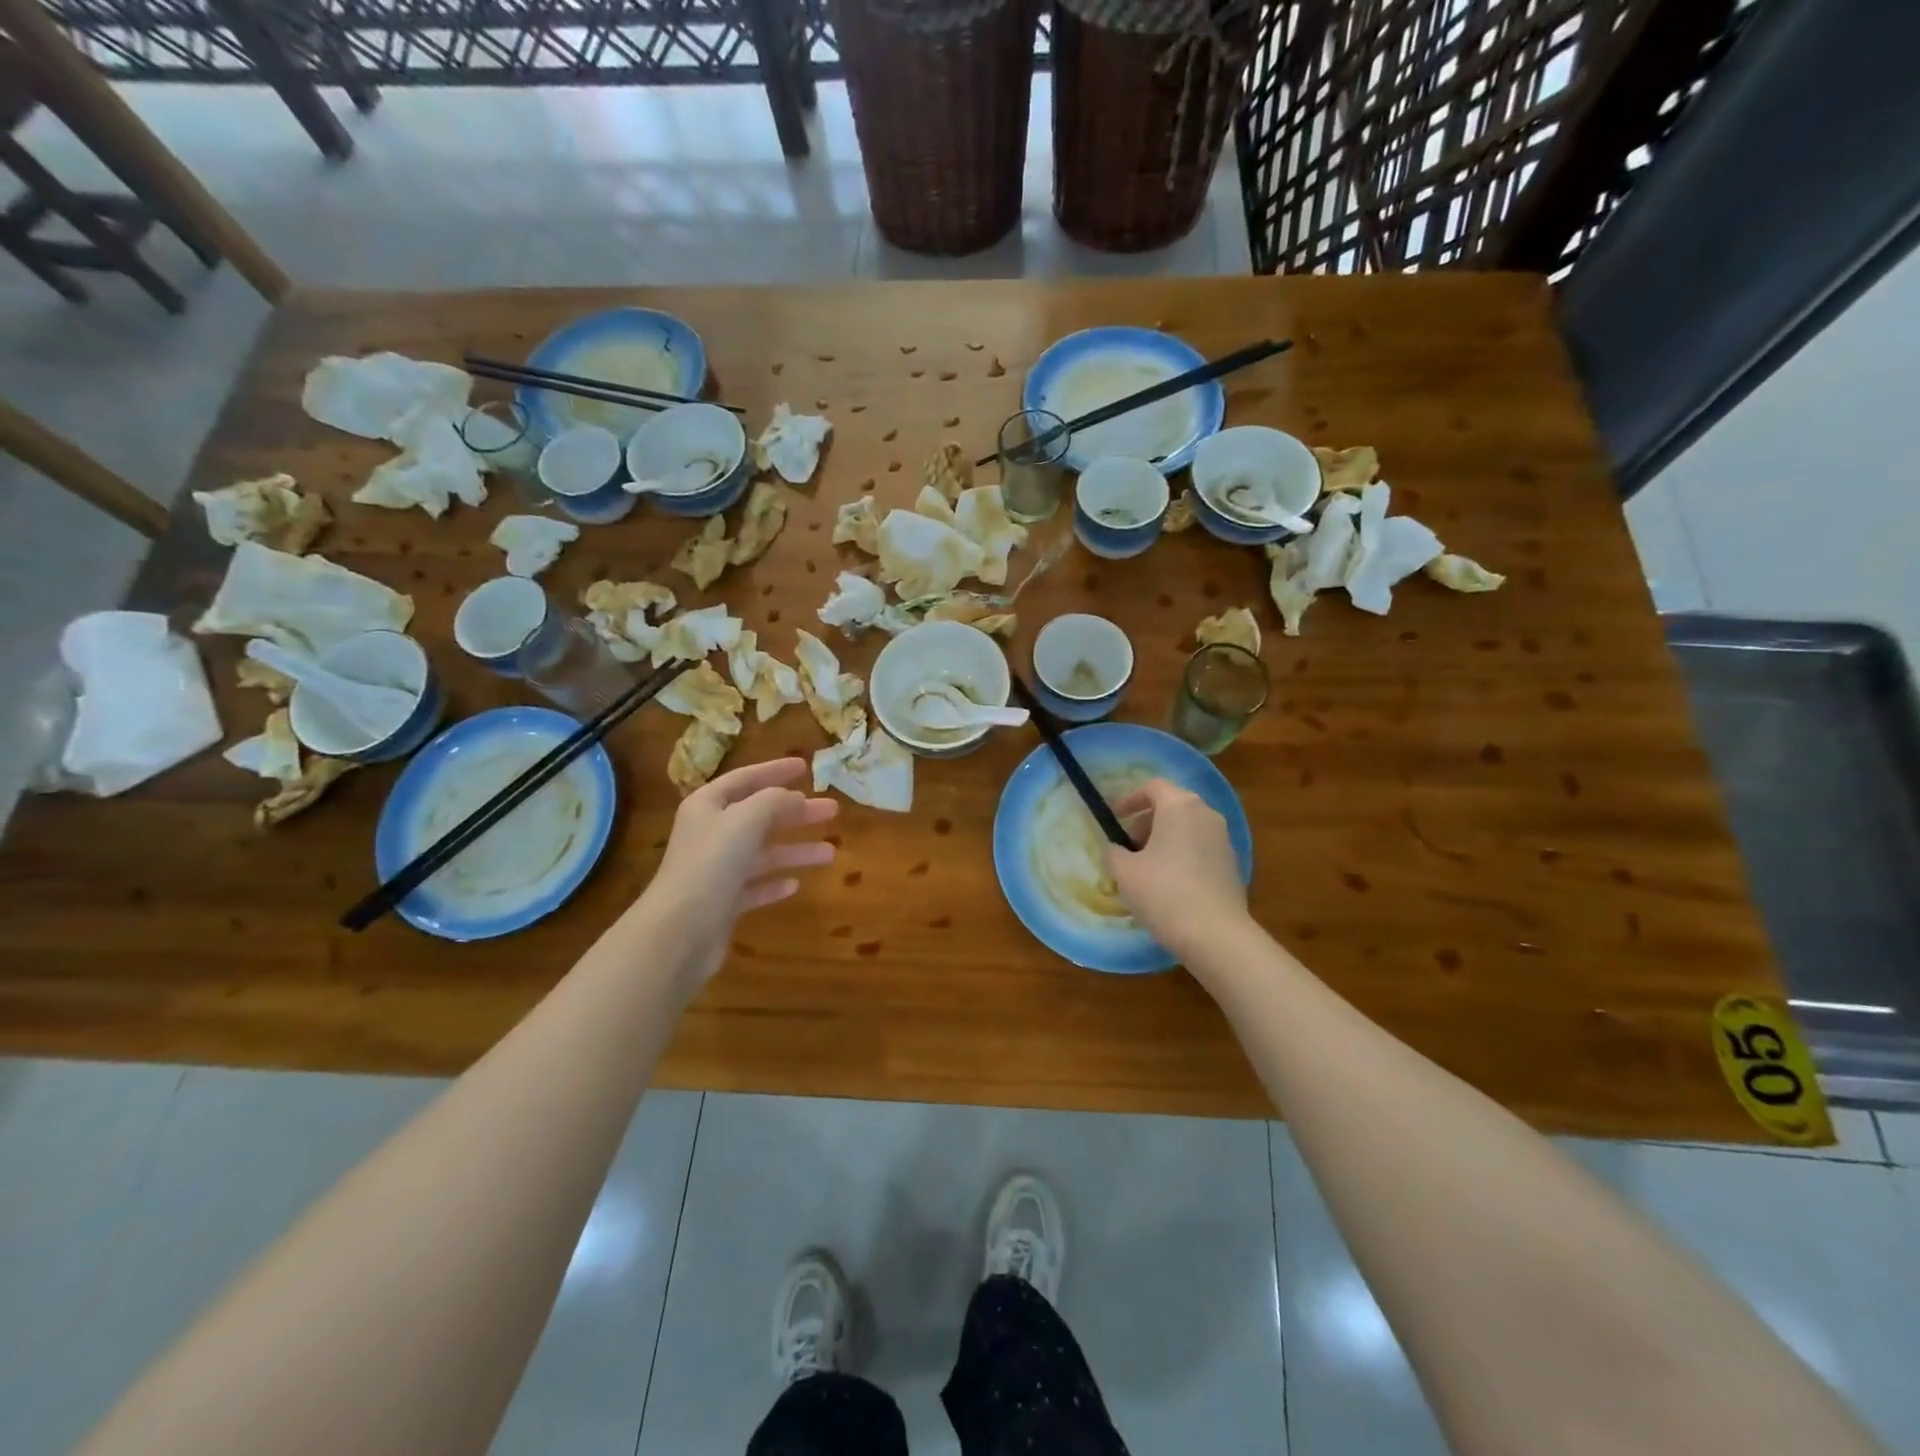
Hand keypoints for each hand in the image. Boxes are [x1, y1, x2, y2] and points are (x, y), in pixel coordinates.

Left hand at [644, 757, 836, 987]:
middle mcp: (710, 834)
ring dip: (795, 851)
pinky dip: (775, 883)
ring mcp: (716, 871)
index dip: (775, 770)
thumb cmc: (712, 863)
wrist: (680, 931)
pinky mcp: (722, 903)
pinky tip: (796, 884)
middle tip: (832, 810)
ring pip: (763, 854)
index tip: (805, 767)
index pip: (745, 779)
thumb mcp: (747, 819)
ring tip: (831, 853)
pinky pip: (755, 887)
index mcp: (708, 806)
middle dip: (796, 813)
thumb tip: (796, 798)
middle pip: (759, 816)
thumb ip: (775, 801)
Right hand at [1104, 779, 1248, 960]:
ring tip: (1145, 869)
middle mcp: (1206, 814)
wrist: (1216, 935)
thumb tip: (1115, 849)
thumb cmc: (1164, 893)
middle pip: (1172, 806)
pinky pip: (1200, 848)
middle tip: (1128, 847)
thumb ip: (1113, 852)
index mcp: (1180, 806)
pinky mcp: (1232, 864)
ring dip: (1164, 840)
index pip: (1153, 786)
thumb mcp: (1124, 872)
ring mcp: (1224, 839)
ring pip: (1187, 828)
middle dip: (1146, 822)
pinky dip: (1181, 855)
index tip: (1115, 818)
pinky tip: (1169, 885)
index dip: (1130, 799)